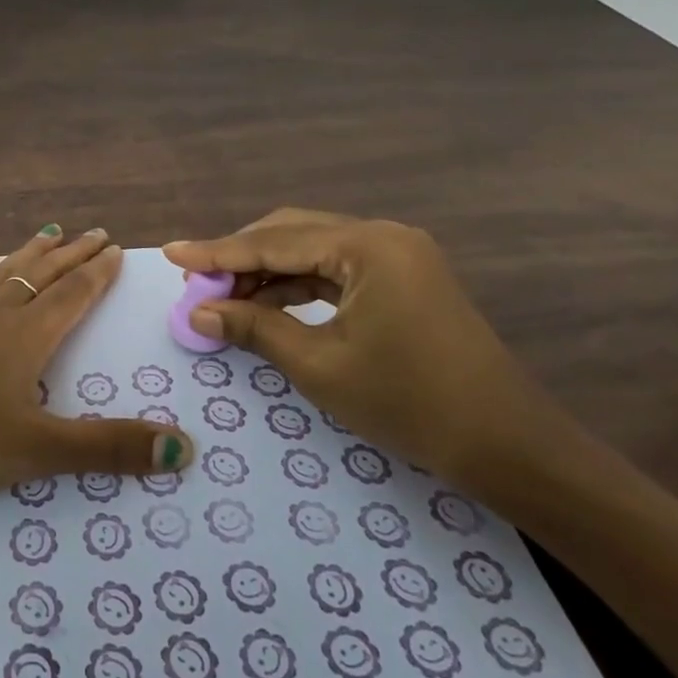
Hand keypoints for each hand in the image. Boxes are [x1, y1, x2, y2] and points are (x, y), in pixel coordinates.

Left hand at [0, 226, 194, 499]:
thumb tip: (185, 447)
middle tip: (96, 233)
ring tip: (49, 232)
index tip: (117, 249)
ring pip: (3, 273)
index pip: (73, 296)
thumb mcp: (35, 451)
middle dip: (73, 255)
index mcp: (26, 338)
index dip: (98, 274)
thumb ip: (107, 448)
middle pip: (42, 275)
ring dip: (30, 253)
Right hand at [164, 208, 568, 485]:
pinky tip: (267, 303)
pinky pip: (334, 269)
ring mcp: (397, 256)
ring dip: (266, 271)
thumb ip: (253, 328)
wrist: (506, 445)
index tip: (170, 253)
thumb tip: (198, 312)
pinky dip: (296, 284)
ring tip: (223, 298)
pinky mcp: (402, 278)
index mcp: (367, 246)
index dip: (217, 252)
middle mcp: (382, 236)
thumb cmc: (409, 403)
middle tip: (197, 285)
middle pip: (292, 233)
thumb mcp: (319, 365)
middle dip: (241, 257)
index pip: (273, 242)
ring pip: (312, 249)